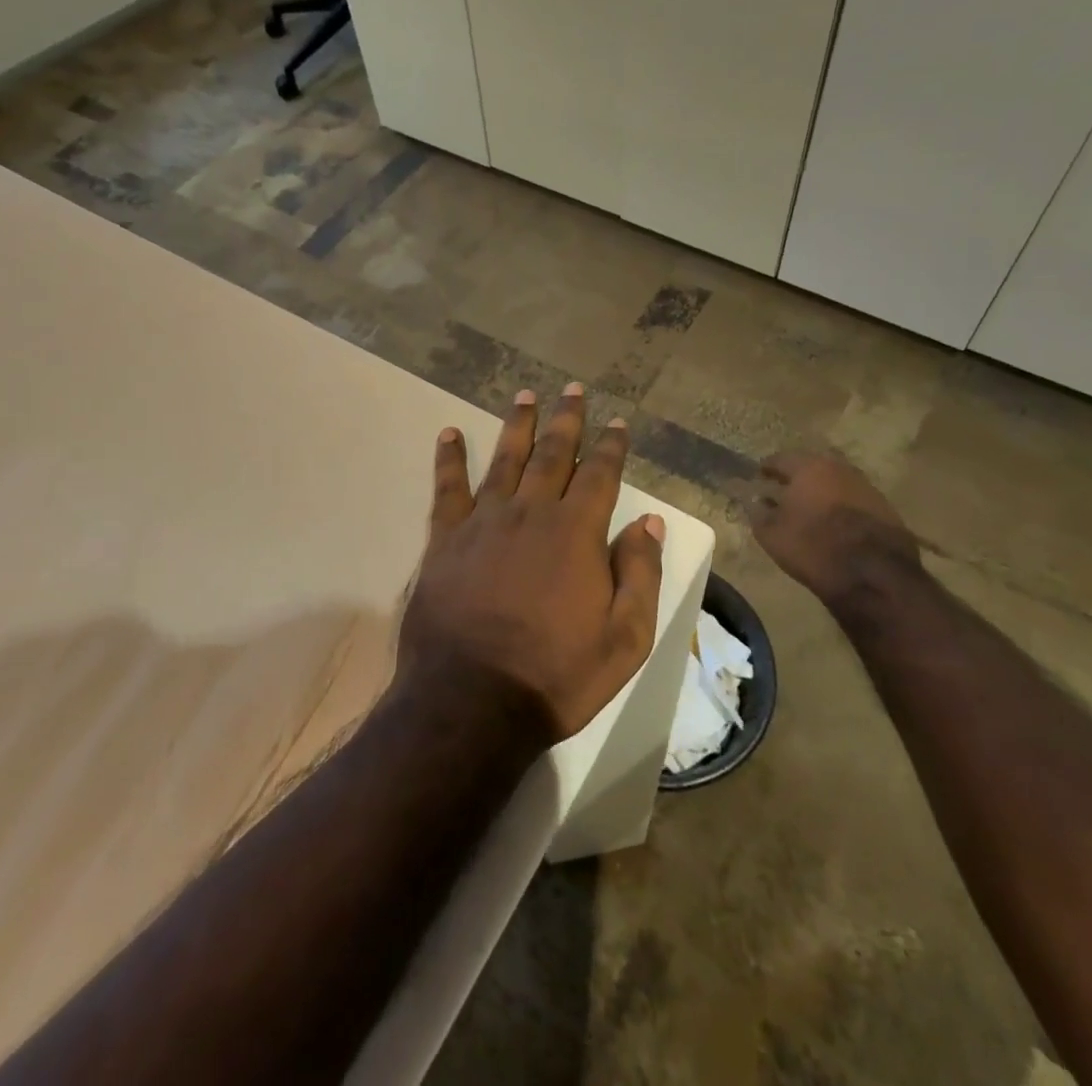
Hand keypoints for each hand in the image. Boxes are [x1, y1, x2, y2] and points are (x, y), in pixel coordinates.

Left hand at [399, 384, 666, 748]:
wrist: (471, 701)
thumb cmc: (555, 675)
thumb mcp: (624, 639)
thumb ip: (639, 574)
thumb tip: (647, 523)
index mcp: (576, 533)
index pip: (600, 475)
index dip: (611, 447)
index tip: (616, 422)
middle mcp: (530, 513)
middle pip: (553, 454)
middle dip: (567, 420)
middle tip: (572, 389)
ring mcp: (483, 522)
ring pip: (505, 460)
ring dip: (518, 425)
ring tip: (525, 395)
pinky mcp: (444, 539)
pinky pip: (447, 488)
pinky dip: (448, 459)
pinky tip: (448, 434)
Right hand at [750, 450, 921, 607]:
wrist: (874, 575)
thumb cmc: (813, 547)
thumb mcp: (771, 534)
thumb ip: (758, 512)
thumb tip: (755, 501)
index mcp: (809, 468)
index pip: (780, 459)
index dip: (767, 468)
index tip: (759, 478)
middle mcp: (839, 469)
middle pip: (813, 466)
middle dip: (798, 477)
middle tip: (785, 491)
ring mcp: (867, 487)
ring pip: (837, 482)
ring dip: (823, 491)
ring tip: (812, 509)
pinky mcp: (886, 509)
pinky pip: (856, 500)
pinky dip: (843, 507)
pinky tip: (837, 524)